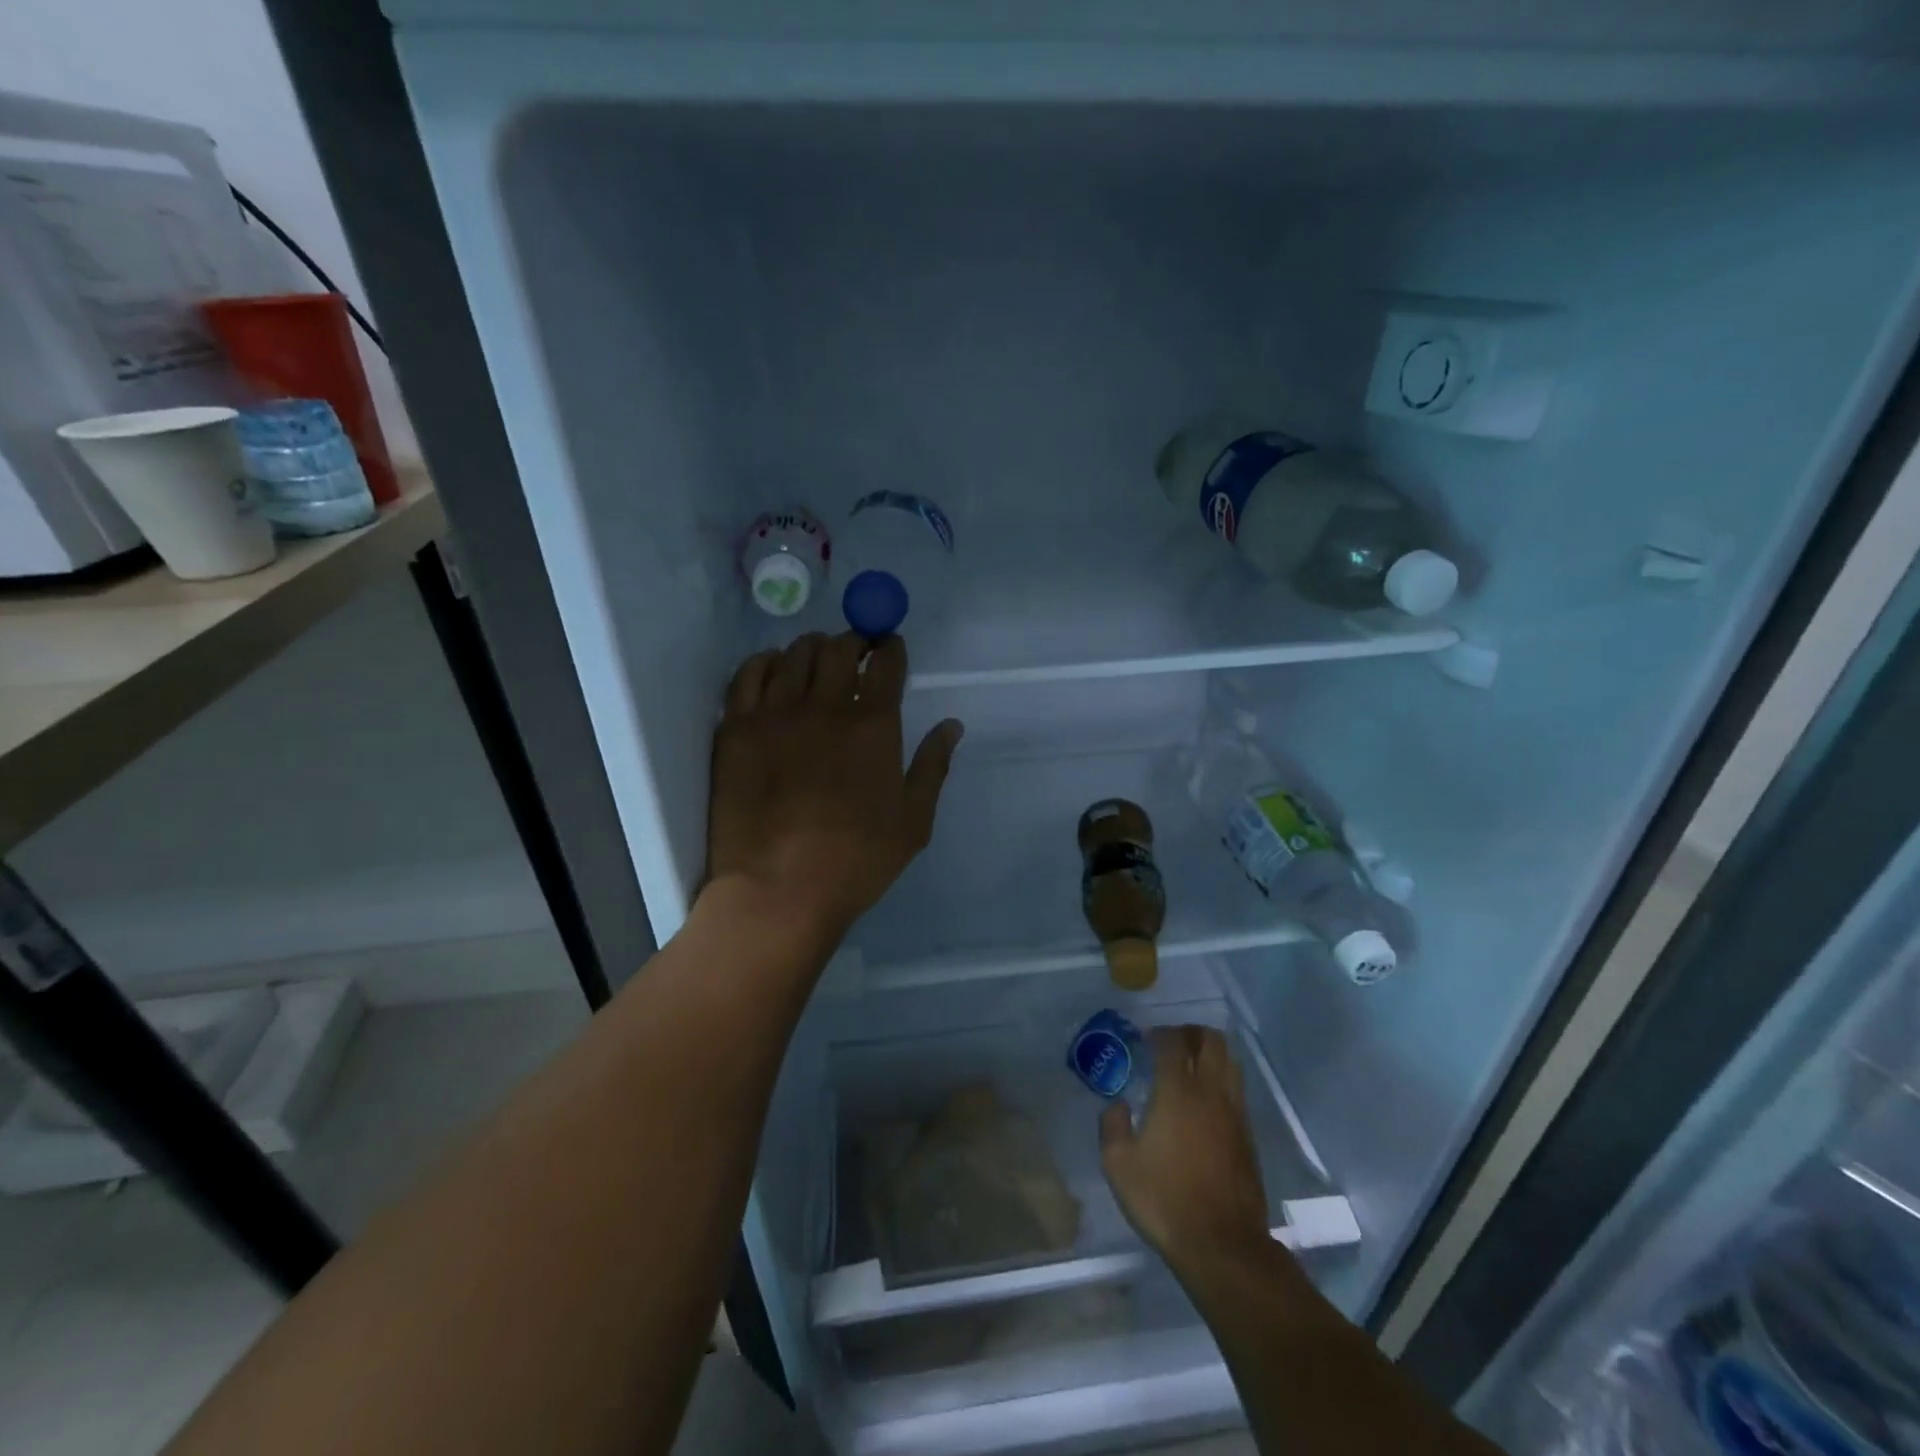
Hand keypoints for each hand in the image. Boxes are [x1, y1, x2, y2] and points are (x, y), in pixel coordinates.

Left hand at [707, 632, 962, 940]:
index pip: (886, 664)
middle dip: (854, 642)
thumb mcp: (913, 823)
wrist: (778, 891)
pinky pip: (748, 674)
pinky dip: (766, 662)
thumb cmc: (856, 862)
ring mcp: (776, 714)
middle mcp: (826, 707)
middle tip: (857, 652)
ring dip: (813, 648)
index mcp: (874, 726)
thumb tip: (952, 725)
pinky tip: (774, 669)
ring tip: (818, 660)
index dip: (891, 648)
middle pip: (840, 649)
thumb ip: (933, 767)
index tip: (890, 647)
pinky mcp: (736, 729)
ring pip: (795, 654)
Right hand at [1100, 1026, 1274, 1278]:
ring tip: (1191, 1065)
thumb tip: (1118, 1104)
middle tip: (1172, 1042)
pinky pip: (1237, 1090)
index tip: (1146, 1038)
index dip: (1159, 1033)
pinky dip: (1222, 1080)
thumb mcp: (1118, 1164)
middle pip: (1211, 1040)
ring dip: (1211, 1053)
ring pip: (1231, 1062)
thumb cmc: (1164, 1200)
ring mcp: (1235, 1113)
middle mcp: (1210, 1092)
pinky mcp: (1248, 1136)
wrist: (1222, 1245)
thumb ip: (1112, 1125)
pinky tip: (1205, 1100)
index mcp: (1177, 1091)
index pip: (1173, 1042)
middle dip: (1191, 1032)